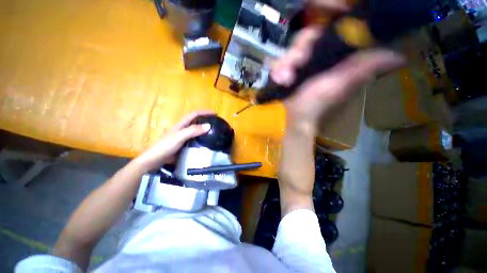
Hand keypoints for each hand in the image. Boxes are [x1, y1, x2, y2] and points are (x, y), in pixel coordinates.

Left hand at [134, 111, 213, 170]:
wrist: (155, 160)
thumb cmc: (166, 146)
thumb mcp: (179, 137)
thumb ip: (193, 131)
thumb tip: (209, 126)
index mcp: (182, 125)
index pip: (195, 115)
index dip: (204, 112)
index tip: (215, 114)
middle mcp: (184, 130)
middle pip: (197, 122)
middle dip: (206, 121)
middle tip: (217, 125)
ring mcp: (185, 138)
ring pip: (197, 132)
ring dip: (206, 131)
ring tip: (216, 134)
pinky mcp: (186, 146)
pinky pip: (197, 140)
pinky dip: (203, 140)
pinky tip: (208, 144)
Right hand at [271, 26, 403, 129]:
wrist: (296, 117)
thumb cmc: (319, 103)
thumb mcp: (343, 84)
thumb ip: (365, 67)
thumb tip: (398, 56)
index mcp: (333, 54)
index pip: (328, 28)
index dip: (320, 29)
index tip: (313, 40)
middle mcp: (315, 55)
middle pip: (304, 37)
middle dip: (297, 51)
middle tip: (295, 67)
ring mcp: (298, 63)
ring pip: (289, 50)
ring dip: (284, 64)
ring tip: (284, 79)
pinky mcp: (284, 71)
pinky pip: (277, 62)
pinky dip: (276, 70)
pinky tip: (278, 80)